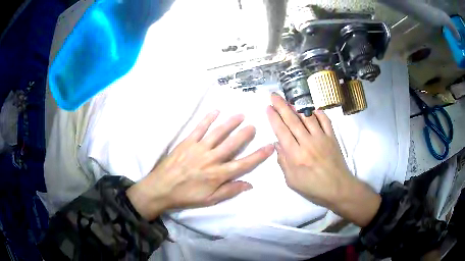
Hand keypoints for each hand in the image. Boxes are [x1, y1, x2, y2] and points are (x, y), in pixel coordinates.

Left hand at [127, 111, 273, 219]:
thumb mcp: (210, 199)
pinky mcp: (187, 142)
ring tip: (240, 115)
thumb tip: (249, 184)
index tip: (269, 147)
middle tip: (253, 125)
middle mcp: (211, 159)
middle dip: (245, 134)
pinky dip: (208, 118)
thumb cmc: (186, 195)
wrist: (162, 188)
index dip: (258, 155)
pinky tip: (216, 111)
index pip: (243, 164)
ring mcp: (199, 148)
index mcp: (218, 174)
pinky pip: (199, 128)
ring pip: (218, 132)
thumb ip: (230, 191)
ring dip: (230, 123)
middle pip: (232, 144)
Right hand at [266, 93, 380, 226]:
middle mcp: (308, 142)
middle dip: (281, 106)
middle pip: (292, 120)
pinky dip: (319, 112)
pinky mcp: (332, 137)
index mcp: (296, 155)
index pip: (282, 131)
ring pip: (307, 117)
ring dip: (297, 107)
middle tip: (273, 95)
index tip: (268, 107)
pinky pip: (325, 120)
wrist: (339, 189)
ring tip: (289, 100)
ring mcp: (322, 138)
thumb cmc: (313, 188)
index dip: (274, 118)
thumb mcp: (292, 181)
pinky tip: (312, 108)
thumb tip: (277, 144)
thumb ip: (283, 162)